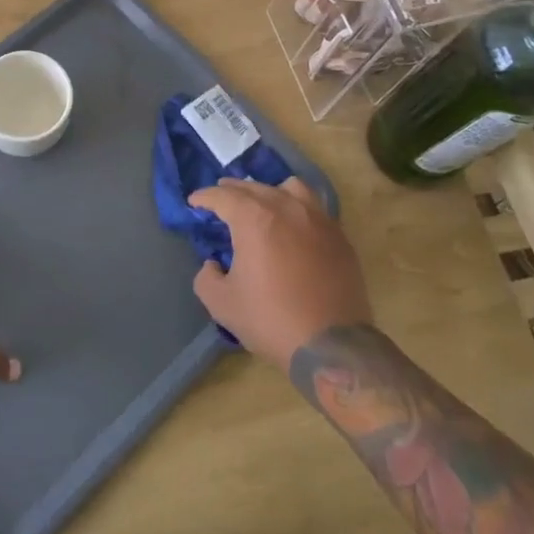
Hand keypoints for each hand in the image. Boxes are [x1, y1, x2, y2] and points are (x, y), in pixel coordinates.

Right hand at [188, 177, 372, 367]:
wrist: (331, 346)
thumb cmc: (271, 320)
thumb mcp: (222, 304)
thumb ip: (207, 277)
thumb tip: (213, 265)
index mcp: (254, 219)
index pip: (223, 196)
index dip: (204, 197)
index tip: (194, 202)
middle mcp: (286, 208)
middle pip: (254, 187)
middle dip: (233, 190)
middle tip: (220, 198)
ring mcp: (318, 219)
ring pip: (290, 188)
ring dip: (269, 191)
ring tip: (262, 203)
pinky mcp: (339, 237)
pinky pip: (314, 208)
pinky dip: (297, 208)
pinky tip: (292, 225)